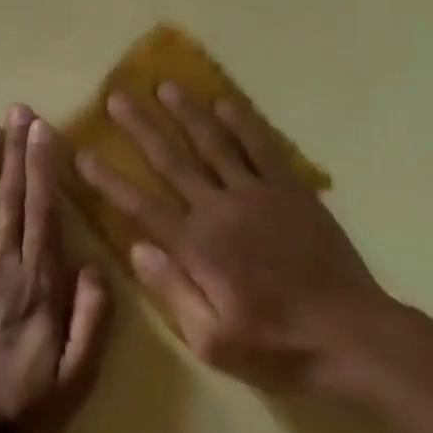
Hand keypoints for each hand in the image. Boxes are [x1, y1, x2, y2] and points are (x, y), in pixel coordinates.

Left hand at [0, 106, 110, 432]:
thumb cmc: (23, 407)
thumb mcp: (78, 375)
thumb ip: (92, 318)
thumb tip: (94, 266)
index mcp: (39, 282)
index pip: (45, 211)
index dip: (44, 167)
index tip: (44, 129)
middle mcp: (2, 264)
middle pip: (11, 197)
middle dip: (16, 150)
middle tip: (17, 109)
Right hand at [76, 83, 395, 393]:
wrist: (350, 335)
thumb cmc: (277, 346)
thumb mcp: (212, 340)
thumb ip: (171, 291)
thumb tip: (135, 248)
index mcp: (197, 248)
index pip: (140, 205)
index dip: (107, 179)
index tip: (82, 151)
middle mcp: (221, 209)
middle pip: (172, 161)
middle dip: (141, 128)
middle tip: (117, 96)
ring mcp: (259, 194)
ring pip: (215, 143)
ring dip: (188, 112)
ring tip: (166, 85)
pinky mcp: (292, 190)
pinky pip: (263, 146)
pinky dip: (243, 122)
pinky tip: (226, 102)